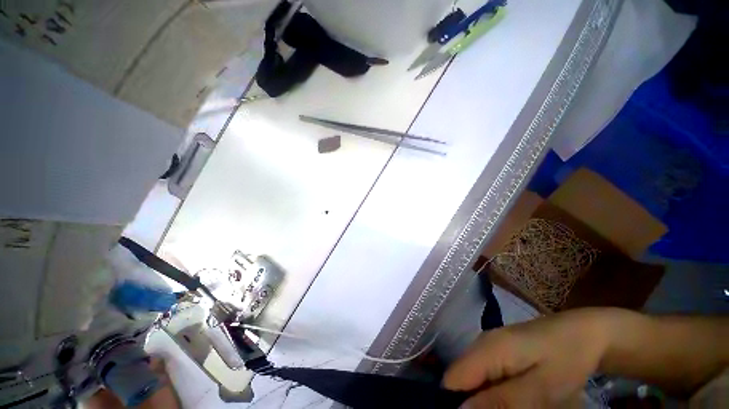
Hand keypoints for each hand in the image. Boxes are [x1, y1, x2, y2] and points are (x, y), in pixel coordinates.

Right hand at [444, 308, 612, 407]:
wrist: (581, 332)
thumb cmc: (565, 359)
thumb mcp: (541, 388)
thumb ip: (502, 401)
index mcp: (487, 349)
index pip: (453, 379)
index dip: (456, 403)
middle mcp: (481, 344)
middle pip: (461, 380)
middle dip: (474, 403)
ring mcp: (488, 346)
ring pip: (473, 380)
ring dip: (486, 400)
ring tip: (514, 408)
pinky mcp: (497, 351)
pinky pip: (485, 376)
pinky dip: (494, 392)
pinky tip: (514, 399)